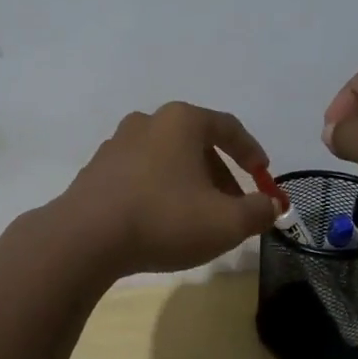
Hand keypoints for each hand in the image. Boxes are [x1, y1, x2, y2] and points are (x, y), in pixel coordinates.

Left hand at [57, 102, 278, 275]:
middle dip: (220, 174)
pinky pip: (140, 174)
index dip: (251, 152)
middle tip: (234, 206)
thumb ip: (258, 211)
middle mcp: (148, 121)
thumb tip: (271, 206)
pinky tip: (161, 221)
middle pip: (196, 143)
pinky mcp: (97, 169)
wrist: (86, 237)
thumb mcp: (226, 222)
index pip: (228, 127)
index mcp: (182, 120)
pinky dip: (159, 190)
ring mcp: (117, 144)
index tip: (263, 176)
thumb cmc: (164, 219)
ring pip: (167, 159)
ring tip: (198, 218)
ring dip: (189, 183)